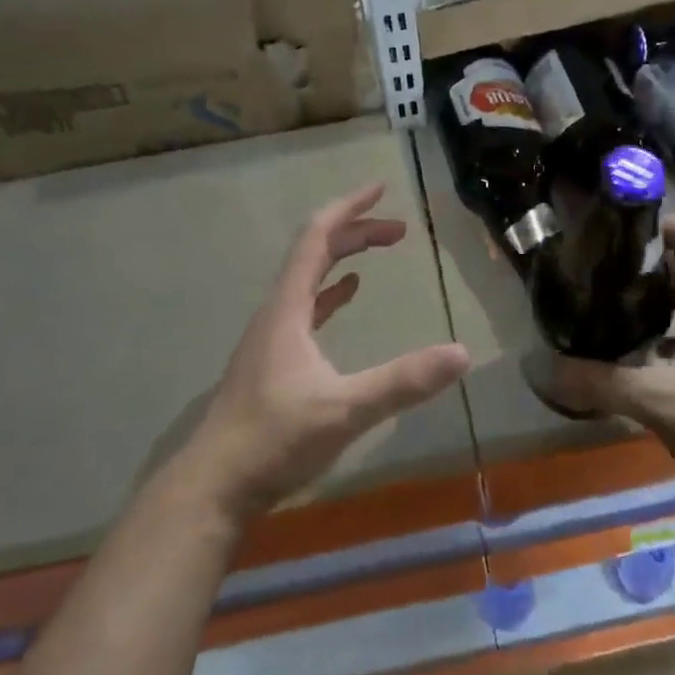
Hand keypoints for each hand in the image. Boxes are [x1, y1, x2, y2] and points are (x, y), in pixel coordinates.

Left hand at [178, 183, 470, 525]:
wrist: (214, 486)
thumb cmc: (274, 440)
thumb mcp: (344, 409)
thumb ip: (402, 382)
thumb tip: (461, 354)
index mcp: (288, 307)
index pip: (317, 237)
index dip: (349, 208)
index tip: (380, 188)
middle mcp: (277, 312)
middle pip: (314, 252)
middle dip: (356, 232)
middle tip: (399, 231)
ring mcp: (272, 336)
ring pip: (310, 279)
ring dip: (344, 258)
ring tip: (379, 249)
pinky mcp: (274, 361)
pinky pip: (306, 308)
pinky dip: (331, 292)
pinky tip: (347, 296)